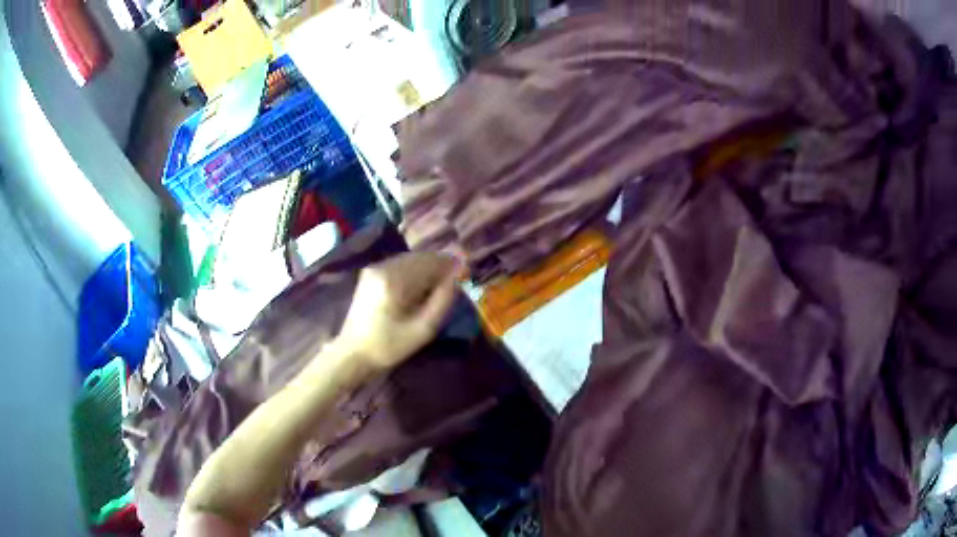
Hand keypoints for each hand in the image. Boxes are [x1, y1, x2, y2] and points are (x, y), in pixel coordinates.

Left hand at [336, 252, 460, 370]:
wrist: (352, 354)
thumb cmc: (388, 347)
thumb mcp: (422, 330)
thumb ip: (443, 301)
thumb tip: (458, 276)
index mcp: (394, 280)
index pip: (431, 261)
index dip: (451, 265)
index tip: (467, 274)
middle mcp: (383, 266)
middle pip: (420, 257)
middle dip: (440, 266)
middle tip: (456, 281)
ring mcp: (374, 268)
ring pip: (410, 259)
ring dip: (428, 268)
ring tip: (440, 286)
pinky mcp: (370, 274)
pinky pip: (400, 265)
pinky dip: (414, 271)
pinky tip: (420, 288)